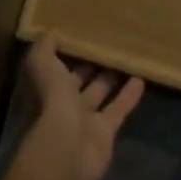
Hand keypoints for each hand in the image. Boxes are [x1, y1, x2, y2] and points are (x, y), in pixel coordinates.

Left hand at [23, 35, 144, 179]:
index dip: (61, 53)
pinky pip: (118, 110)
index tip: (77, 34)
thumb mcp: (39, 64)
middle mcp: (59, 106)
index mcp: (40, 89)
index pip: (50, 68)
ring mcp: (82, 122)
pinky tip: (141, 79)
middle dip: (87, 65)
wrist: (66, 147)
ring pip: (98, 94)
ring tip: (124, 57)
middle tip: (104, 44)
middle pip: (75, 81)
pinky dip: (128, 96)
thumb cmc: (49, 100)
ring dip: (110, 78)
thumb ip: (44, 47)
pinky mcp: (104, 133)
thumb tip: (51, 32)